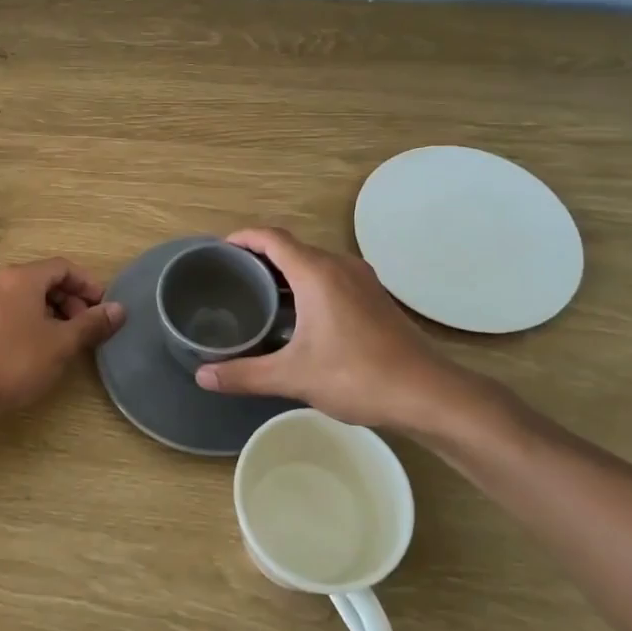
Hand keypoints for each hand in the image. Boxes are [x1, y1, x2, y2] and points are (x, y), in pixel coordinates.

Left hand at [0, 258, 125, 414]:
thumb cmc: (17, 361)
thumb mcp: (62, 343)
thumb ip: (91, 323)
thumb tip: (119, 309)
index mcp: (21, 277)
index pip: (62, 267)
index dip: (87, 284)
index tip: (102, 307)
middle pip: (41, 279)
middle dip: (68, 299)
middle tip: (84, 326)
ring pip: (22, 297)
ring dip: (47, 311)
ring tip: (61, 338)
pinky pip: (5, 312)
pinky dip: (25, 321)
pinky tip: (32, 346)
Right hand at [193, 228, 512, 443]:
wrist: (429, 393)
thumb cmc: (357, 376)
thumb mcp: (293, 377)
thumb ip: (245, 374)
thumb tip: (202, 376)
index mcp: (317, 273)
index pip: (272, 238)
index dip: (243, 237)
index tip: (220, 249)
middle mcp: (339, 266)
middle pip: (292, 247)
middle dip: (260, 256)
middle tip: (231, 277)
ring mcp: (362, 281)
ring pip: (314, 263)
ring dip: (285, 272)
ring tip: (258, 295)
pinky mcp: (375, 298)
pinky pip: (331, 277)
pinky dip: (307, 284)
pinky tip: (298, 316)